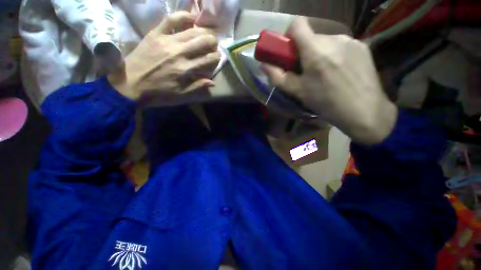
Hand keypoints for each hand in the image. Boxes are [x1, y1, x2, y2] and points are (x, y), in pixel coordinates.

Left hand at [108, 12, 220, 102]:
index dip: (216, 57)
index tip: (218, 57)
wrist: (130, 84)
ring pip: (191, 30)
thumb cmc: (158, 92)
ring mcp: (166, 41)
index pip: (208, 59)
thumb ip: (197, 86)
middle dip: (213, 42)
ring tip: (207, 33)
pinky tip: (192, 17)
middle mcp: (179, 53)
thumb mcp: (180, 94)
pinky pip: (171, 19)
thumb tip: (212, 81)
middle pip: (202, 41)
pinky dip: (183, 16)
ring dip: (203, 30)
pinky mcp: (155, 34)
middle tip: (215, 44)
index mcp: (185, 70)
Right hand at [262, 17, 397, 144]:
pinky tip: (339, 72)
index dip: (290, 35)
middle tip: (306, 71)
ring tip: (324, 74)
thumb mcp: (297, 92)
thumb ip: (278, 77)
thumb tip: (264, 65)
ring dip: (320, 54)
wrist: (364, 111)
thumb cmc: (325, 102)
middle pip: (311, 37)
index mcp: (315, 50)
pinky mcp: (362, 46)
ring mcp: (350, 40)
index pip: (297, 24)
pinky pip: (341, 46)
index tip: (290, 52)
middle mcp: (333, 38)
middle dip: (304, 51)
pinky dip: (334, 55)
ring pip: (326, 42)